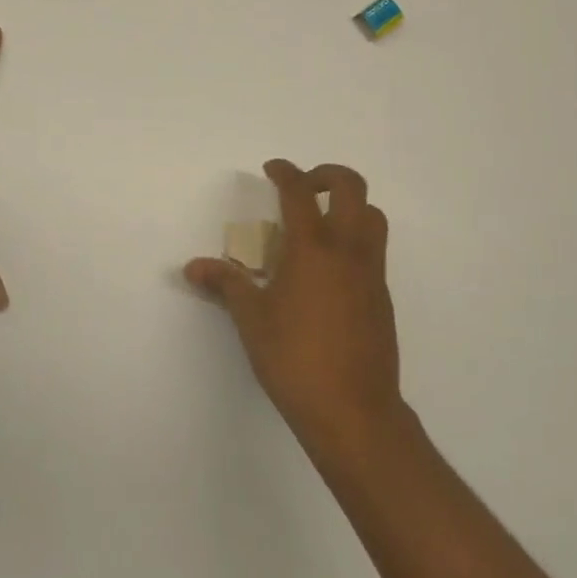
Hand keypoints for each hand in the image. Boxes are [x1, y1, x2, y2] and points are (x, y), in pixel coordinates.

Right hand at [186, 160, 403, 454]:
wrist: (353, 408)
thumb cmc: (295, 359)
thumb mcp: (252, 320)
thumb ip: (226, 284)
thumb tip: (193, 266)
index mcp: (313, 247)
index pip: (300, 192)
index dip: (286, 172)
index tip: (272, 168)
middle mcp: (348, 249)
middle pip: (352, 187)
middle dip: (326, 174)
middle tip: (302, 187)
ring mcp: (372, 271)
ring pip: (372, 216)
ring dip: (349, 205)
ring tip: (320, 223)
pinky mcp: (382, 295)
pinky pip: (374, 249)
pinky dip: (355, 238)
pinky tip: (330, 269)